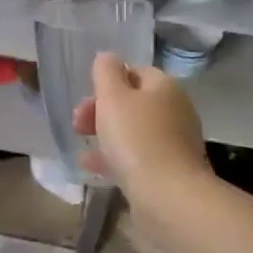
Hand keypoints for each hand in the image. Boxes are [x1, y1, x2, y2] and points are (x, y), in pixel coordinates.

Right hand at [72, 52, 209, 189]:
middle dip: (101, 110)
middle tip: (78, 123)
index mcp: (164, 87)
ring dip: (106, 134)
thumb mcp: (113, 97)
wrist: (168, 195)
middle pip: (133, 102)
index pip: (134, 71)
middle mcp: (175, 110)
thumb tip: (107, 57)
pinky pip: (137, 156)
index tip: (86, 97)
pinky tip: (93, 167)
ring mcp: (174, 142)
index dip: (107, 81)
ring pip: (134, 131)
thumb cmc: (136, 139)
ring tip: (81, 145)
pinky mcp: (170, 170)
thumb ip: (106, 72)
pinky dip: (115, 157)